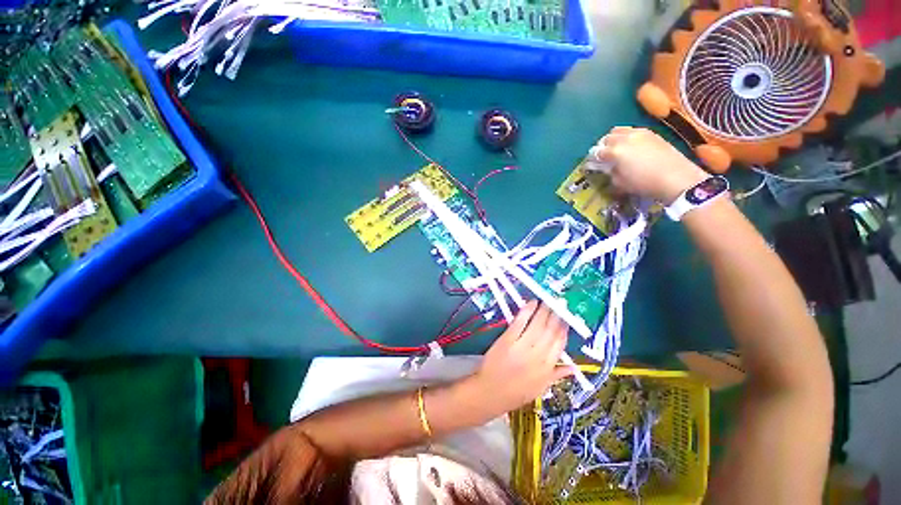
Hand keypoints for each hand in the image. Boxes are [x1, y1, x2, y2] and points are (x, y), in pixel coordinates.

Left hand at [470, 301, 572, 413]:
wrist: (491, 393)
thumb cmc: (515, 392)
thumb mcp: (540, 388)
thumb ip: (557, 375)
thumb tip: (573, 368)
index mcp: (547, 368)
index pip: (559, 344)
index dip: (564, 329)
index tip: (566, 319)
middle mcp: (538, 356)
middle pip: (550, 331)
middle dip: (556, 316)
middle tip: (559, 303)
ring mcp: (522, 347)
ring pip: (538, 325)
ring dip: (544, 311)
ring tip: (548, 301)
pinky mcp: (507, 340)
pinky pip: (520, 323)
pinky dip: (527, 311)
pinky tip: (532, 303)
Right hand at [592, 127, 708, 204]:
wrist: (676, 178)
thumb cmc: (644, 183)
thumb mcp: (620, 183)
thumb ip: (610, 173)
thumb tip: (609, 168)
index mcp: (614, 151)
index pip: (597, 152)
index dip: (593, 159)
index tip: (594, 165)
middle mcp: (625, 138)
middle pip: (607, 137)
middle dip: (603, 146)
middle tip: (605, 156)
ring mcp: (640, 133)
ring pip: (620, 130)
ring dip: (615, 139)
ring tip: (618, 149)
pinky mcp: (652, 133)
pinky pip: (633, 131)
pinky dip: (628, 137)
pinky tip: (632, 147)